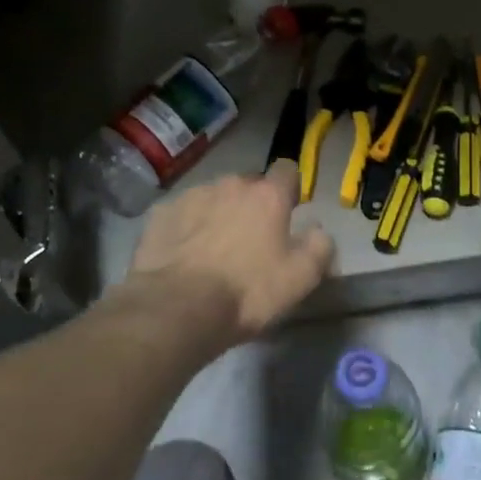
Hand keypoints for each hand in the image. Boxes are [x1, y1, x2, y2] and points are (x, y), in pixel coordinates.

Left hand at [126, 160, 335, 343]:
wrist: (176, 309)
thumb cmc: (247, 292)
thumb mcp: (301, 278)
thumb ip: (320, 246)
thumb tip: (318, 230)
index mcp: (268, 195)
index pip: (287, 170)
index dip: (290, 189)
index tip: (288, 212)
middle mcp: (230, 185)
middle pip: (248, 185)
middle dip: (252, 205)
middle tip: (251, 240)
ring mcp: (192, 196)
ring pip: (213, 197)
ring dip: (219, 214)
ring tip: (214, 249)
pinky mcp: (161, 214)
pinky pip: (182, 213)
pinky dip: (187, 227)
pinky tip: (184, 254)